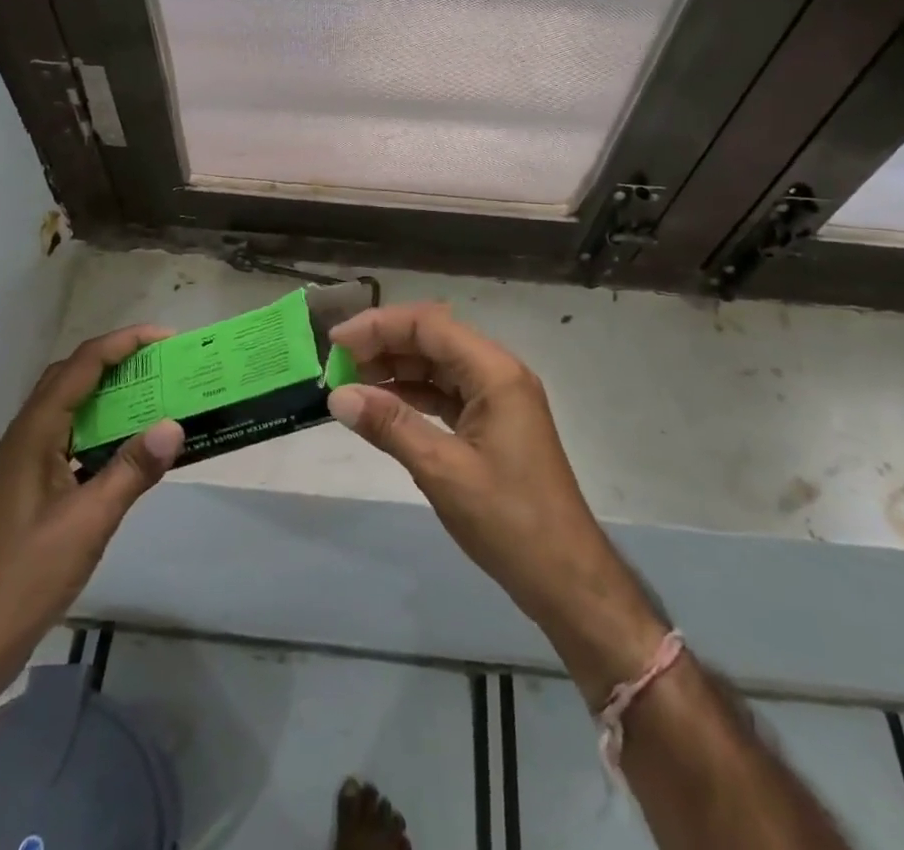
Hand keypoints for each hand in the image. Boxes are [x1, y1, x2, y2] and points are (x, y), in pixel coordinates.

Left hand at [0, 326, 183, 713]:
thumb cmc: (25, 578)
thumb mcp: (88, 523)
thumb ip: (132, 470)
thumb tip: (174, 425)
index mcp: (33, 434)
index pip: (81, 366)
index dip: (123, 343)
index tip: (164, 337)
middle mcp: (24, 437)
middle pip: (70, 376)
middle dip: (116, 359)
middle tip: (161, 362)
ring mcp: (23, 463)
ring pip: (68, 406)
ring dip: (107, 391)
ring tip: (152, 393)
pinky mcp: (29, 487)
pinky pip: (68, 436)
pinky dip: (100, 425)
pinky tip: (126, 446)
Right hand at [326, 303, 666, 700]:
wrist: (566, 578)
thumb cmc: (509, 520)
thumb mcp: (442, 470)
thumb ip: (390, 426)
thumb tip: (338, 395)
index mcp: (494, 372)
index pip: (428, 325)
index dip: (379, 326)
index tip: (337, 342)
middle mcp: (498, 374)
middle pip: (434, 339)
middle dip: (384, 345)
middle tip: (338, 364)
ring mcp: (499, 399)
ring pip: (439, 366)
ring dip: (396, 369)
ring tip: (352, 383)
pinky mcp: (494, 424)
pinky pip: (447, 394)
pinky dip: (414, 395)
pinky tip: (383, 407)